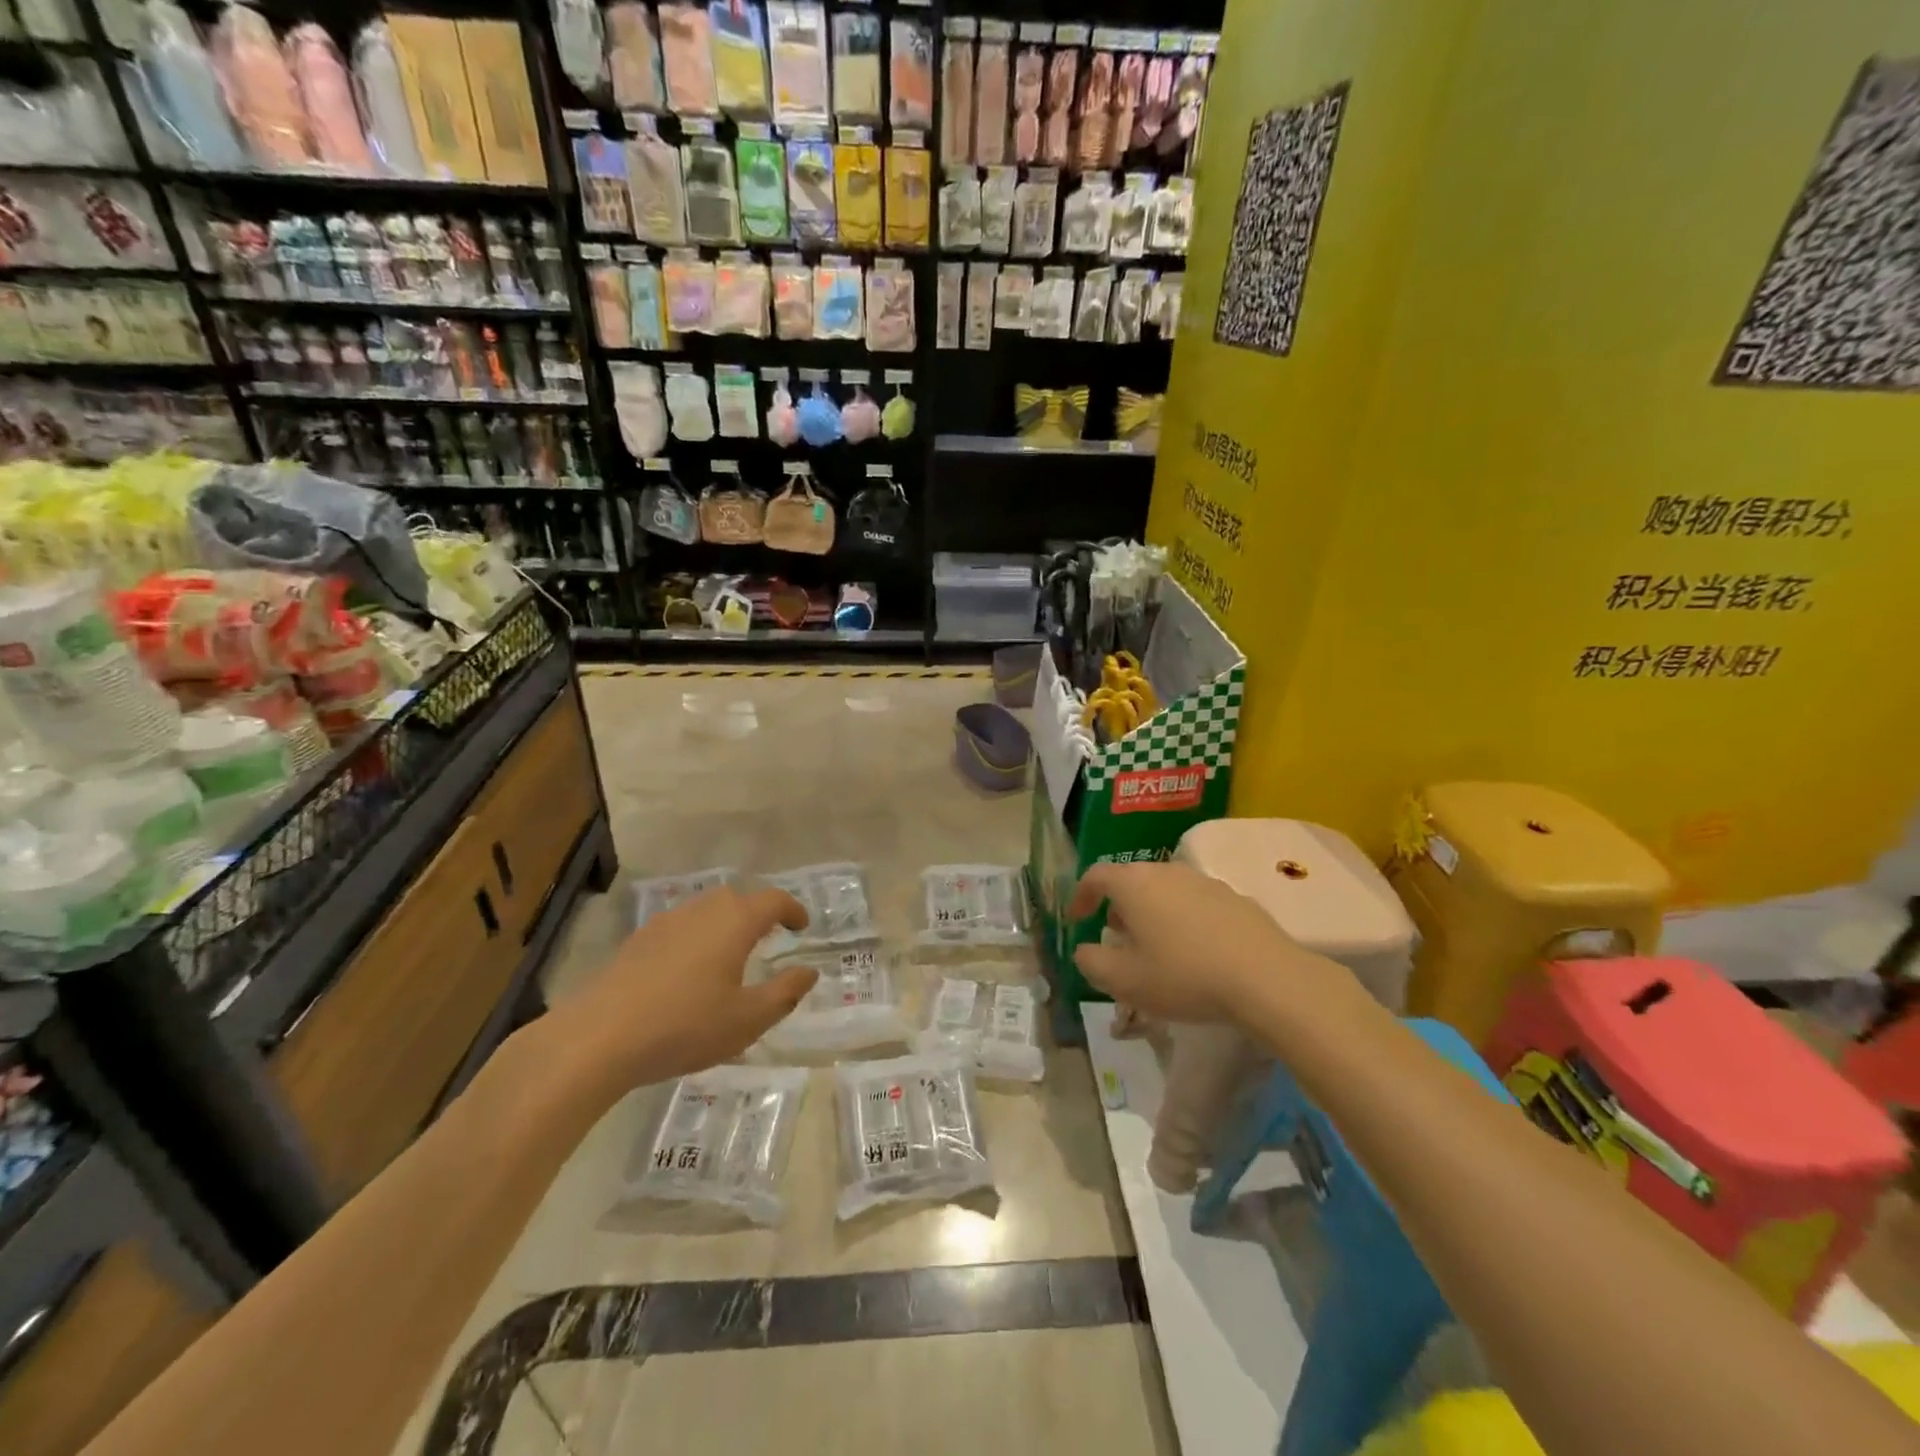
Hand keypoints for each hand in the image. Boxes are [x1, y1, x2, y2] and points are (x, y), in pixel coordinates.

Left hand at [560, 886, 818, 1084]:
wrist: (598, 1038)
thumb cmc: (684, 1026)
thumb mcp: (747, 1019)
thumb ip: (785, 993)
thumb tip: (809, 971)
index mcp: (734, 922)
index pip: (773, 900)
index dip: (792, 909)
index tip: (802, 926)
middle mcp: (701, 911)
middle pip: (737, 898)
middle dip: (758, 912)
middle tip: (770, 937)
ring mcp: (665, 922)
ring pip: (705, 910)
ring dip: (725, 924)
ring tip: (731, 955)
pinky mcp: (637, 941)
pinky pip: (680, 927)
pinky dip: (697, 937)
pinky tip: (689, 971)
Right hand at [1068, 861, 1332, 1024]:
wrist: (1266, 979)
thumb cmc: (1184, 976)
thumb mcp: (1125, 981)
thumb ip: (1092, 963)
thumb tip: (1084, 950)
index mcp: (1135, 884)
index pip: (1096, 875)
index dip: (1081, 896)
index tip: (1078, 920)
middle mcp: (1167, 871)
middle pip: (1132, 879)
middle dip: (1117, 905)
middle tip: (1115, 935)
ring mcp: (1204, 881)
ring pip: (1165, 888)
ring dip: (1151, 911)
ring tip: (1155, 945)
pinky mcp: (1234, 897)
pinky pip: (1195, 902)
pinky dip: (1183, 918)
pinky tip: (1194, 951)